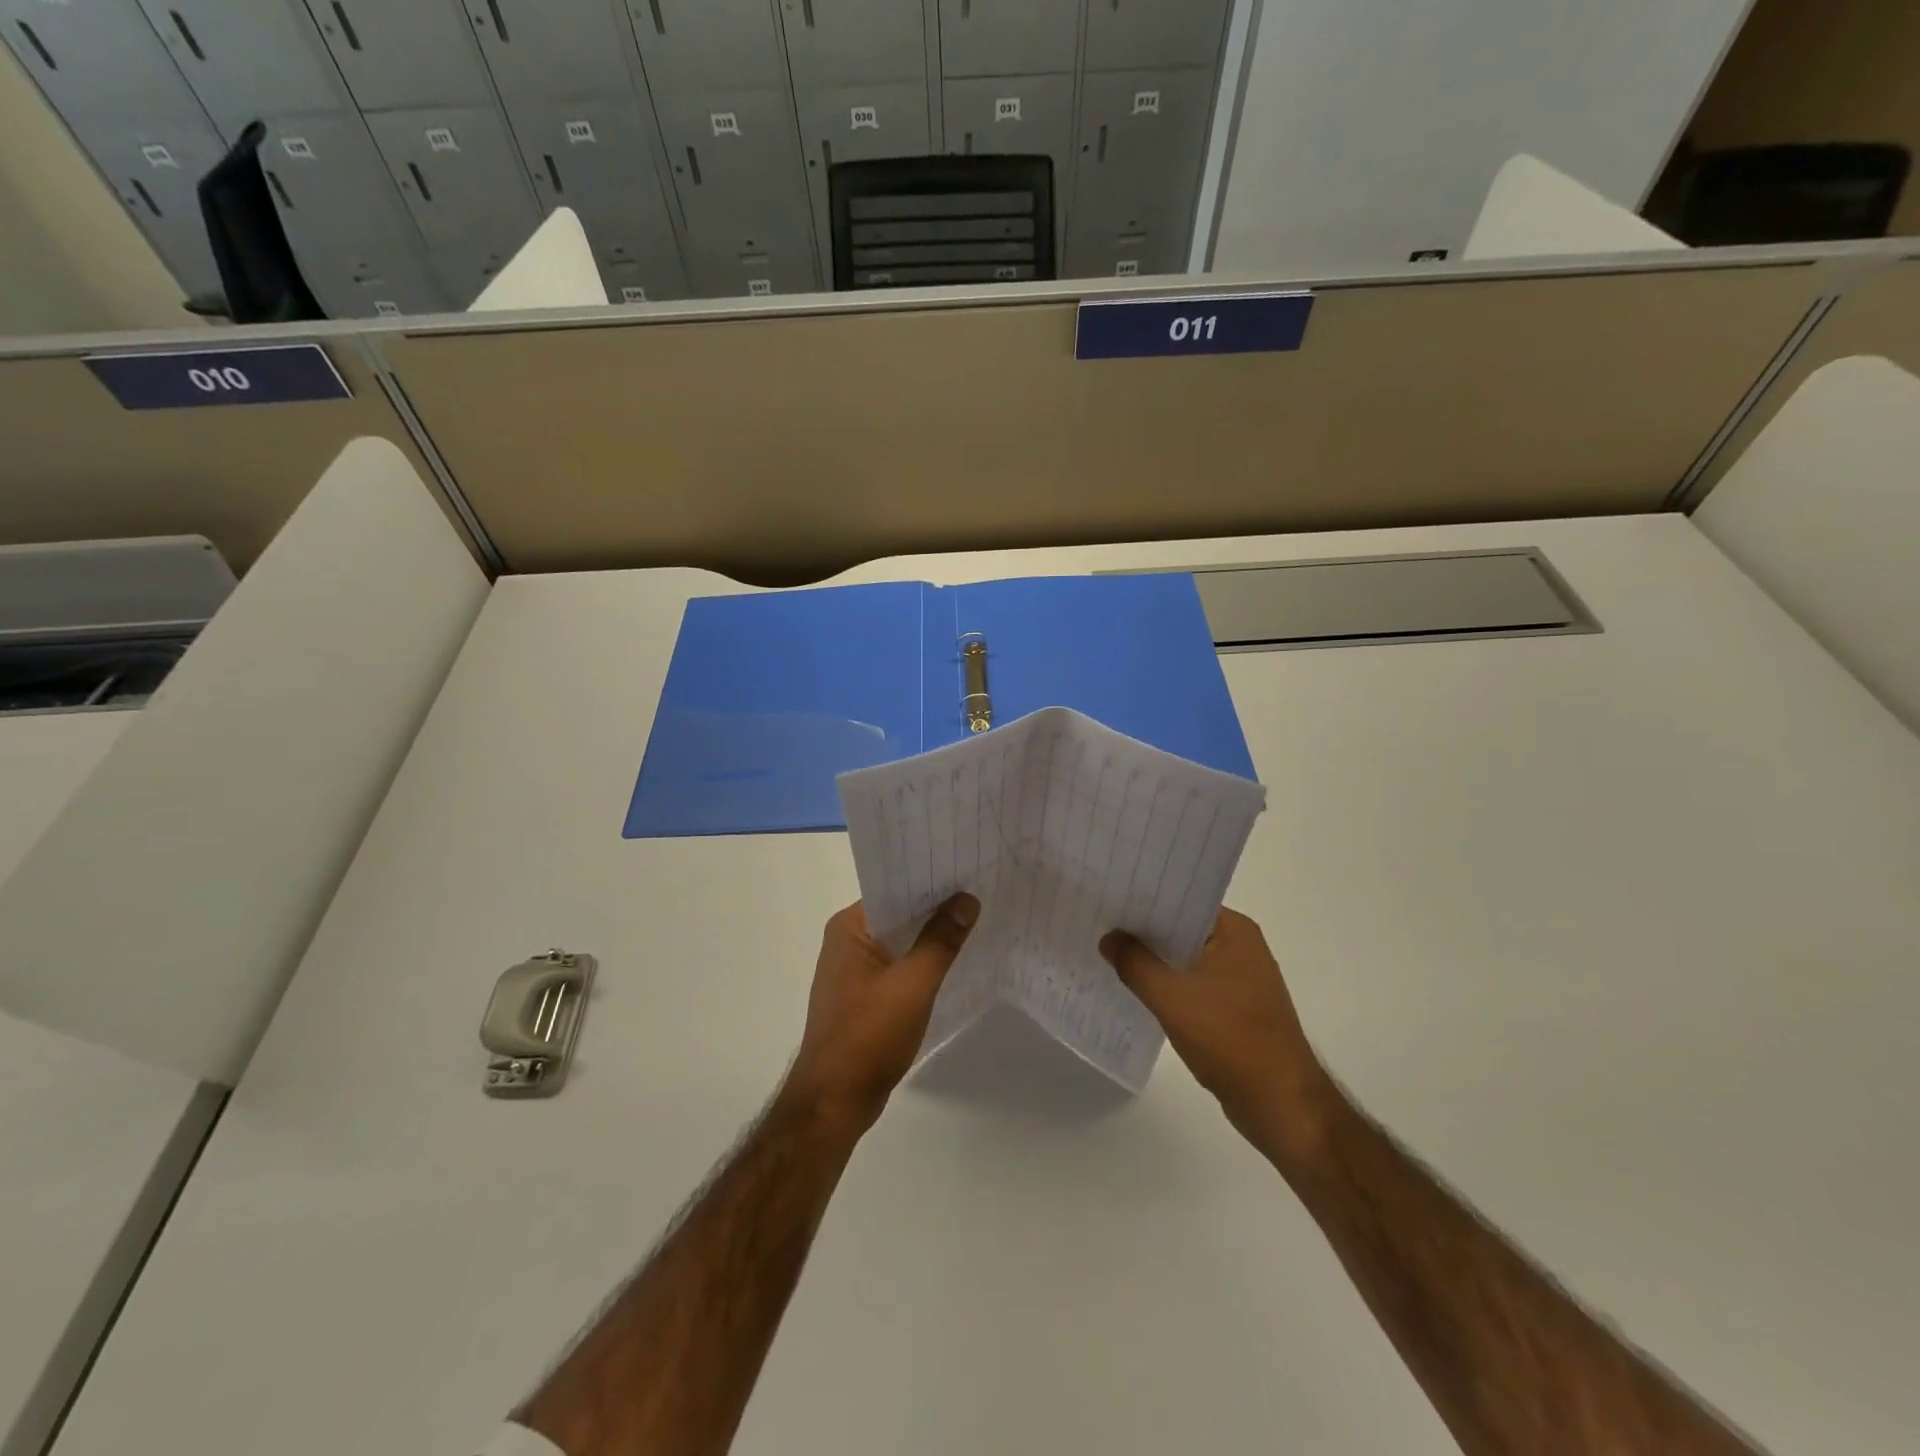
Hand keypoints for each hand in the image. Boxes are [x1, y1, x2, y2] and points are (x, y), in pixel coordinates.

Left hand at [785, 895, 977, 1133]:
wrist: (835, 1102)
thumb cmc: (868, 1035)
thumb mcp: (913, 984)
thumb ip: (941, 940)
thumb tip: (967, 899)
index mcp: (849, 928)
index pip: (894, 889)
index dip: (931, 880)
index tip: (968, 869)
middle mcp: (847, 941)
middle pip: (899, 914)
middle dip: (937, 908)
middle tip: (981, 891)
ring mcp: (854, 970)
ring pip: (901, 941)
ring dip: (931, 936)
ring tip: (976, 920)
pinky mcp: (864, 996)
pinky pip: (899, 966)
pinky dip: (923, 962)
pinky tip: (954, 962)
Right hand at [1101, 909, 1337, 1160]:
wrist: (1280, 1104)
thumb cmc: (1230, 1039)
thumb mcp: (1171, 997)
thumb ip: (1134, 963)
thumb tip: (1108, 938)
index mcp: (1234, 931)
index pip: (1181, 899)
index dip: (1143, 898)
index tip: (1108, 896)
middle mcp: (1241, 946)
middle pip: (1181, 928)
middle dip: (1143, 929)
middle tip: (1099, 921)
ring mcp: (1240, 978)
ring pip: (1184, 958)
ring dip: (1153, 959)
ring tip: (1108, 951)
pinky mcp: (1235, 1007)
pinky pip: (1192, 983)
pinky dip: (1167, 984)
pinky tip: (1135, 988)